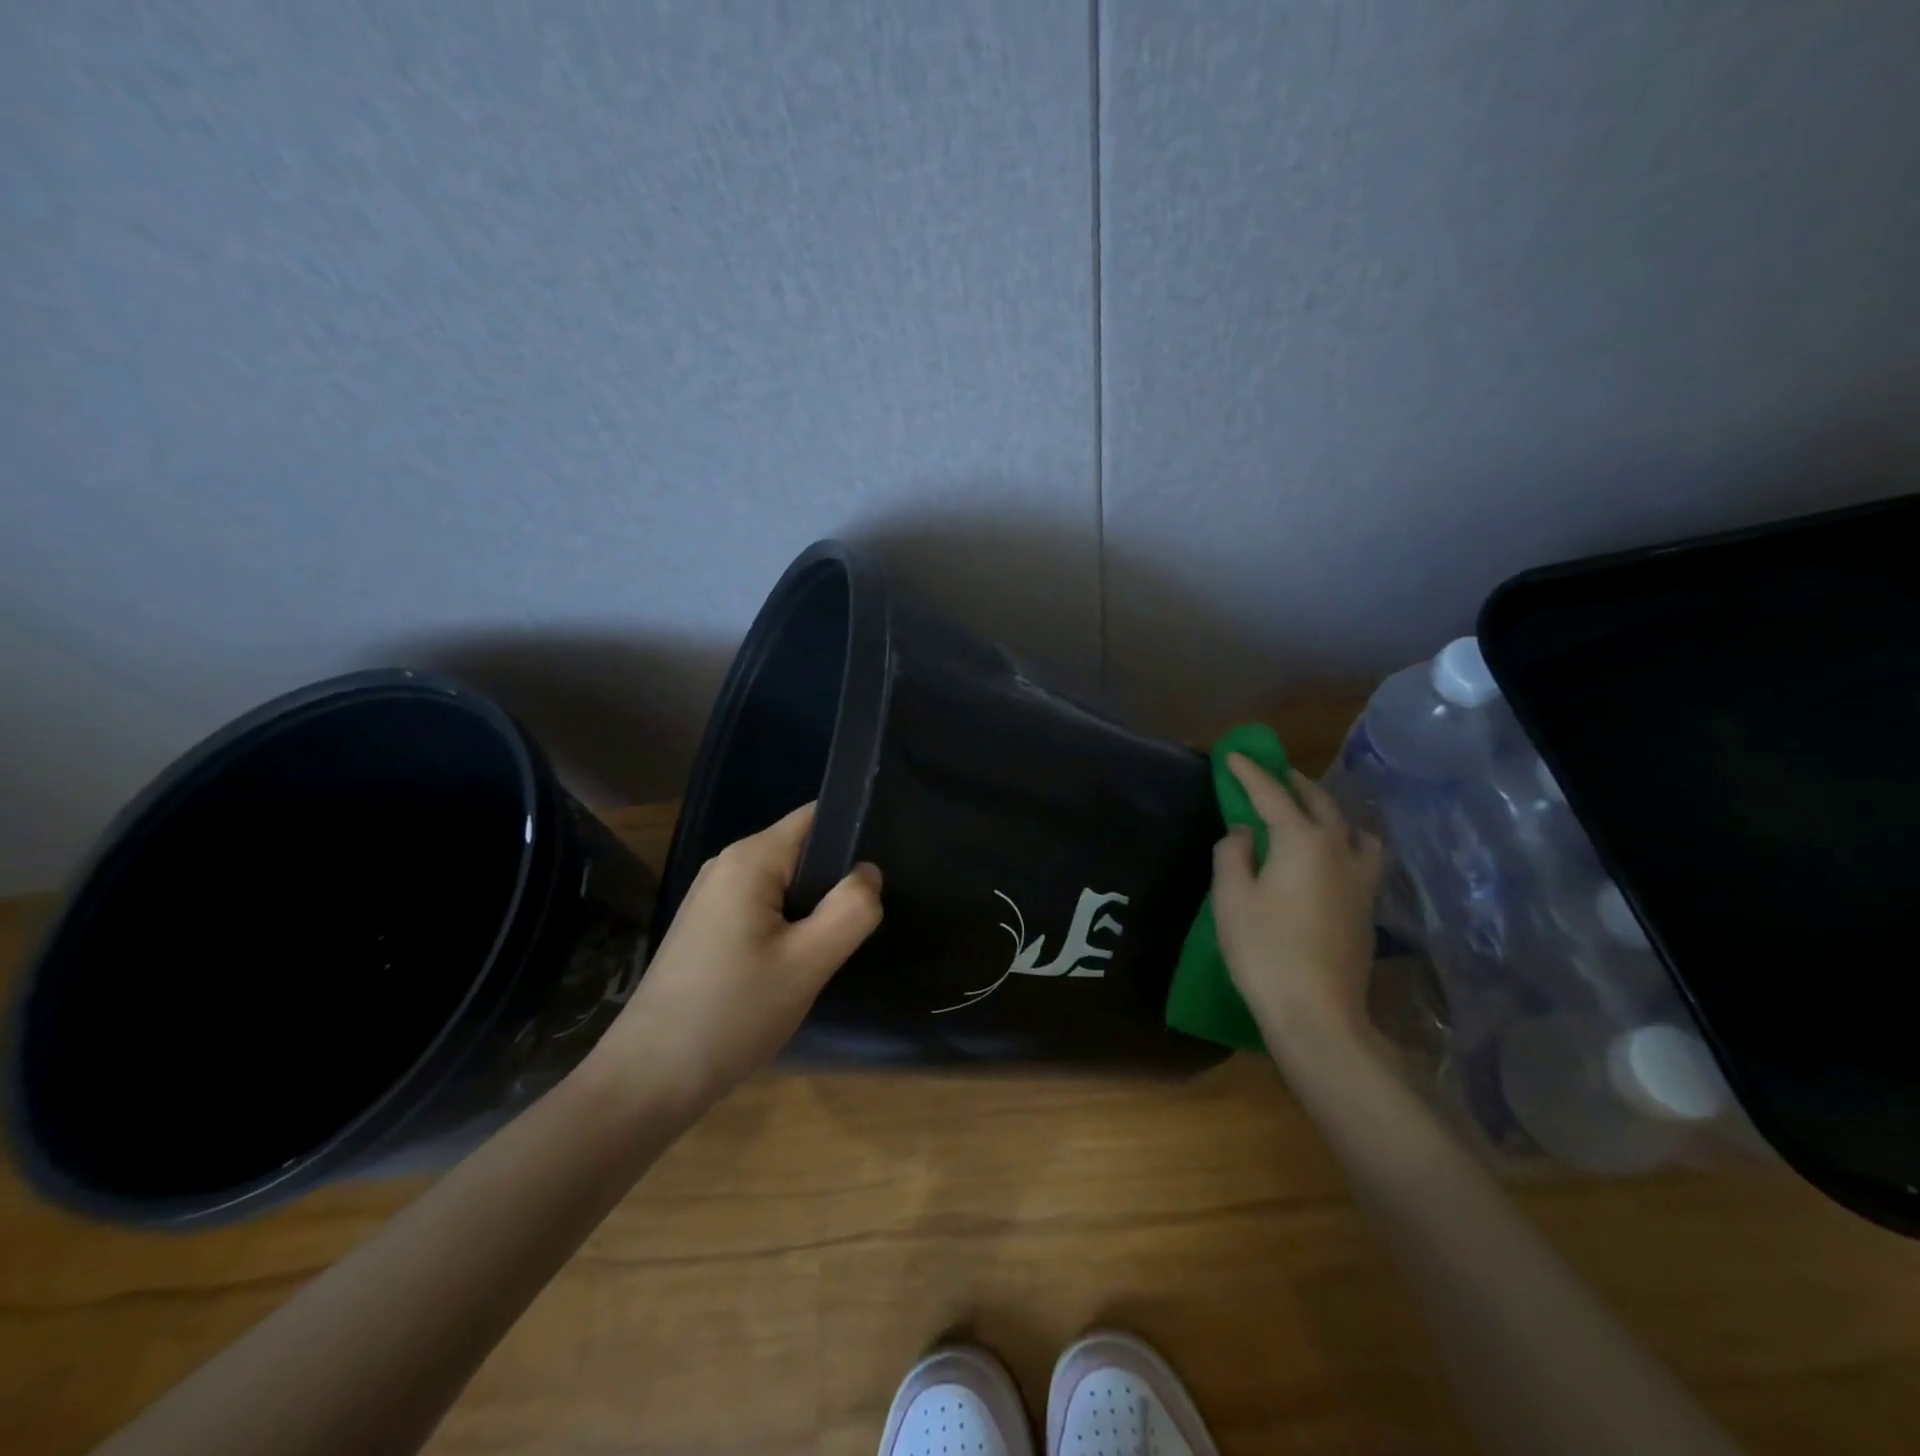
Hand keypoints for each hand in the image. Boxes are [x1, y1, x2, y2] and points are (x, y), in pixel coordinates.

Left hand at [582, 803, 882, 1113]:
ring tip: (830, 948)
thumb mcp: (807, 963)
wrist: (648, 1079)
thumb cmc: (732, 1013)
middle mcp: (727, 865)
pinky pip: (762, 907)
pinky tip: (793, 965)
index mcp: (749, 859)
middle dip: (834, 880)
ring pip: (783, 883)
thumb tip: (868, 872)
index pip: (816, 818)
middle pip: (801, 850)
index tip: (879, 877)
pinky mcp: (707, 926)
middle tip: (858, 925)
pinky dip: (787, 926)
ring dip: (811, 908)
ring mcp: (712, 896)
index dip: (854, 834)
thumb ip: (850, 910)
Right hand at [1211, 754, 1383, 1056]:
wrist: (1318, 1013)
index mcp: (1302, 841)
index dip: (1249, 773)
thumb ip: (1233, 853)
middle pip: (1319, 802)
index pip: (1271, 794)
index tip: (1232, 755)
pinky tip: (1332, 852)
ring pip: (1350, 826)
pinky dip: (1345, 836)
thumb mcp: (1231, 897)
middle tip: (1270, 773)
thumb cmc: (1264, 950)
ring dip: (1327, 808)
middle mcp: (1338, 849)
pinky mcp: (1367, 905)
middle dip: (1292, 782)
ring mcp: (1360, 878)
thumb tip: (1244, 832)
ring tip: (1309, 809)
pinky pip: (1361, 852)